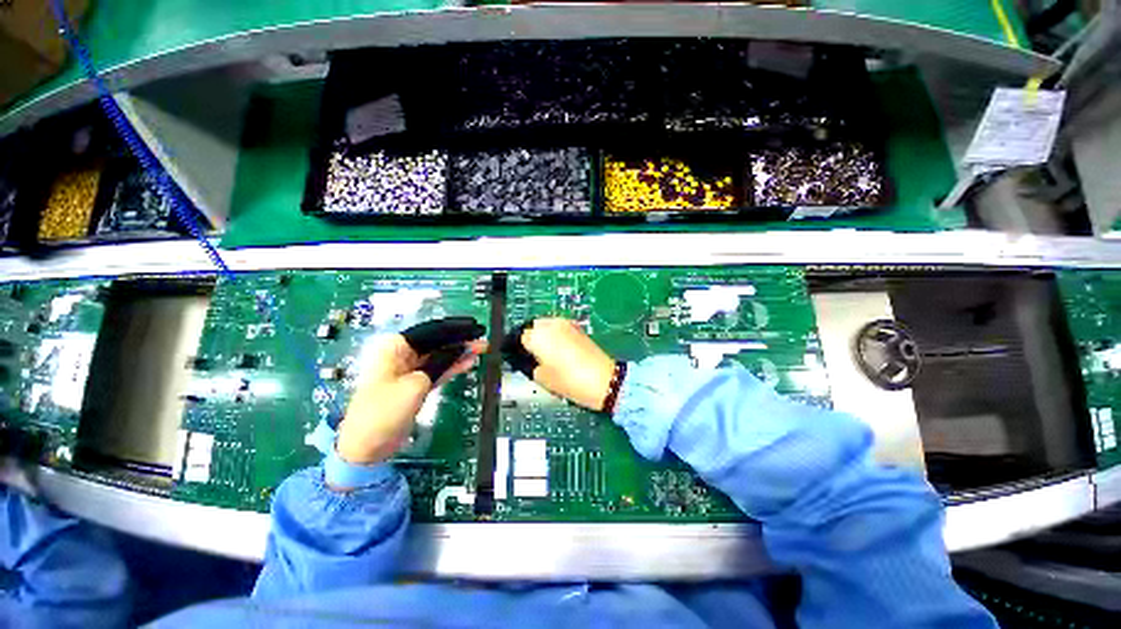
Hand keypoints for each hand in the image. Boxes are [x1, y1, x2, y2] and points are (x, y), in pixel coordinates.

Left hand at [338, 317, 486, 464]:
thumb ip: (440, 363)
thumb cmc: (385, 411)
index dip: (455, 328)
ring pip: (440, 356)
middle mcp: (402, 354)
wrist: (367, 447)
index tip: (475, 327)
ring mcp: (410, 370)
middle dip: (459, 340)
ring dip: (460, 353)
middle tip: (482, 338)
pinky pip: (438, 369)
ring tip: (481, 348)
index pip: (431, 331)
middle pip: (436, 342)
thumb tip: (461, 348)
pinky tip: (469, 361)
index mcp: (394, 347)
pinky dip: (453, 366)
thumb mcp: (415, 384)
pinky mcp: (416, 384)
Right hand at [503, 318, 615, 410]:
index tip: (517, 357)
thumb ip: (528, 364)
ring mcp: (566, 323)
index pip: (518, 337)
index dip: (516, 348)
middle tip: (531, 355)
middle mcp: (550, 324)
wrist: (603, 380)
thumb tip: (525, 358)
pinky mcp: (577, 327)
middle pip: (532, 327)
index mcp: (538, 336)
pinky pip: (558, 327)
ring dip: (542, 335)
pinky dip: (554, 334)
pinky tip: (558, 349)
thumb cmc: (570, 381)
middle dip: (529, 338)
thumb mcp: (542, 378)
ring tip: (545, 353)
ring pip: (546, 325)